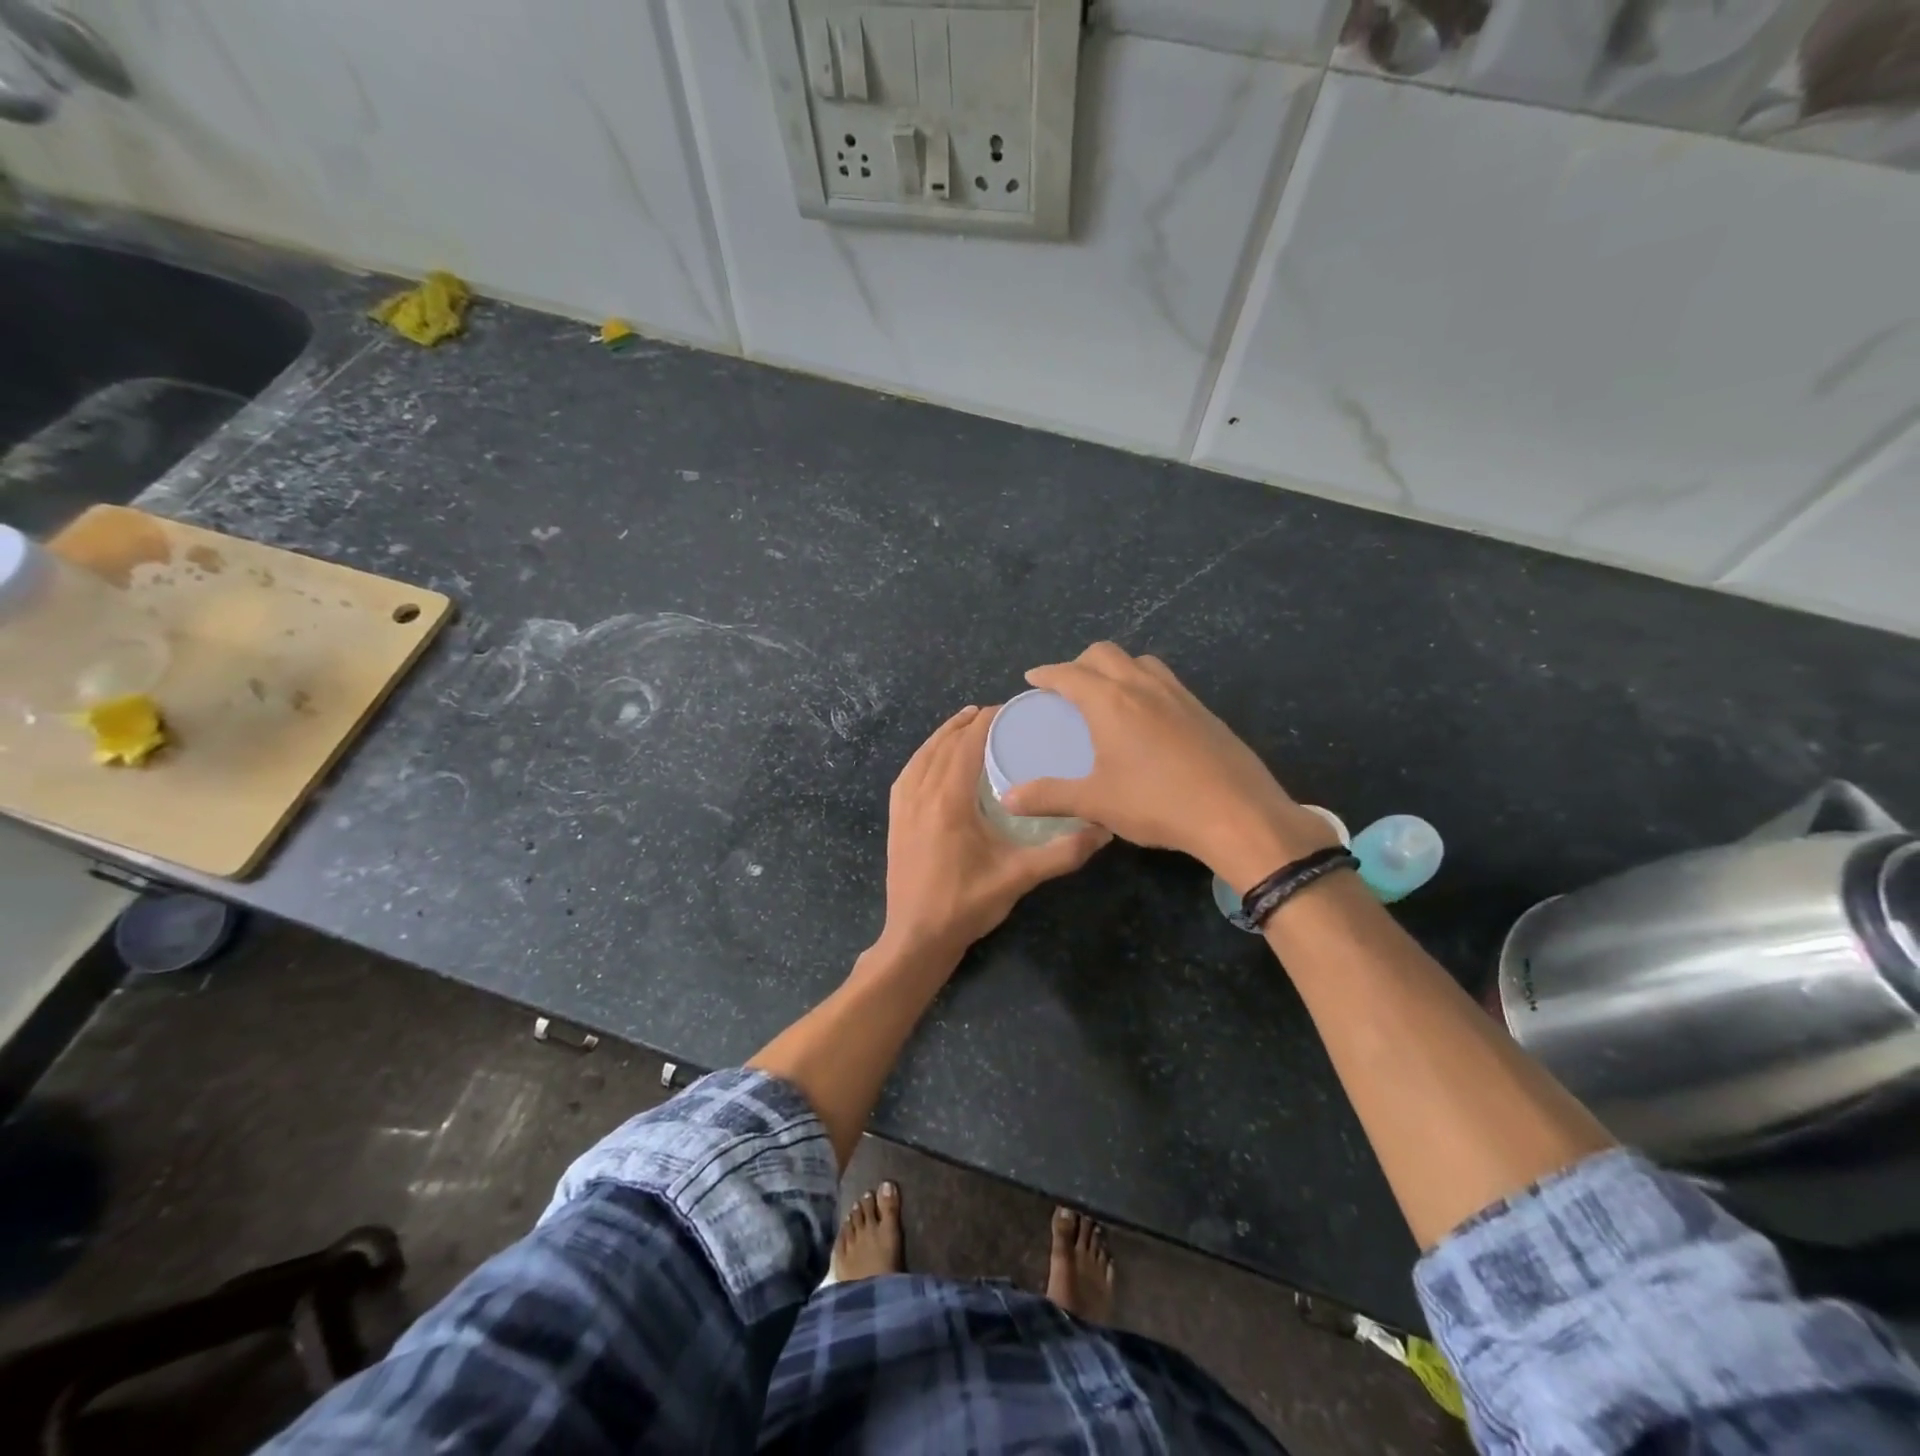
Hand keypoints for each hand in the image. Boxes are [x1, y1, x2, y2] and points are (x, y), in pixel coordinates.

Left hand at [880, 704, 1108, 962]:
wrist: (916, 938)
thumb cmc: (966, 905)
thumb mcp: (1019, 877)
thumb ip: (1062, 852)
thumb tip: (1105, 829)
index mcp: (948, 800)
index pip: (967, 744)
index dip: (987, 721)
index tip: (1011, 709)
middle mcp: (921, 794)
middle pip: (943, 744)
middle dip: (968, 723)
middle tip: (997, 714)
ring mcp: (903, 807)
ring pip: (922, 756)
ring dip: (943, 735)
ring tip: (966, 723)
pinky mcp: (895, 820)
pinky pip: (907, 774)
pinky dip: (923, 756)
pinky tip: (933, 759)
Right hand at [999, 643, 1335, 890]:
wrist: (1236, 813)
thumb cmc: (1157, 803)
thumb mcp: (1095, 802)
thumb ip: (1049, 796)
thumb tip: (1008, 798)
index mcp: (1111, 702)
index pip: (1069, 674)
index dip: (1046, 673)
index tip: (1032, 678)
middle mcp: (1143, 687)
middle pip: (1105, 654)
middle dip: (1079, 663)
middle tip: (1067, 687)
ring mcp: (1178, 695)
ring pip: (1140, 662)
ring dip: (1116, 668)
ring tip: (1107, 695)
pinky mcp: (1203, 710)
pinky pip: (1165, 681)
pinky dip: (1144, 684)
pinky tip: (1147, 718)